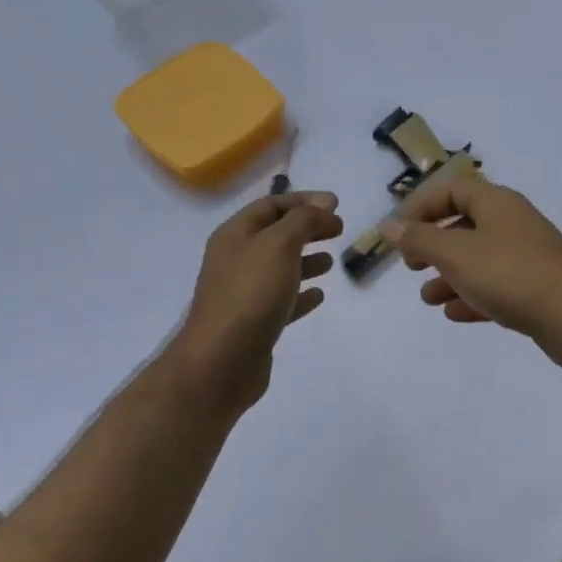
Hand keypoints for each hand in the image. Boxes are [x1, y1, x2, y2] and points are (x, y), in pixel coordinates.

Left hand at [169, 191, 342, 415]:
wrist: (222, 360)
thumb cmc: (251, 293)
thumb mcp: (280, 244)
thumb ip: (303, 219)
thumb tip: (324, 202)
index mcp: (235, 235)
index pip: (271, 205)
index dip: (303, 201)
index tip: (336, 204)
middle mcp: (235, 260)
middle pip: (275, 235)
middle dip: (307, 228)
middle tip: (339, 229)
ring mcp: (243, 293)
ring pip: (279, 268)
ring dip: (305, 260)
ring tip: (331, 261)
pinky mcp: (254, 323)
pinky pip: (281, 301)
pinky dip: (300, 294)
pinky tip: (319, 295)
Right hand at [382, 175, 561, 360]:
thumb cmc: (508, 274)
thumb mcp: (455, 254)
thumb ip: (419, 239)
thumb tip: (388, 225)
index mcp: (497, 203)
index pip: (452, 190)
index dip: (421, 206)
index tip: (397, 232)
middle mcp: (514, 223)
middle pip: (465, 225)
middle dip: (434, 245)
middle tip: (412, 265)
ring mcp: (528, 256)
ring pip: (480, 259)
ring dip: (450, 276)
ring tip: (427, 298)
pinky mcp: (537, 288)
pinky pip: (497, 286)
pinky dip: (473, 295)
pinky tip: (454, 314)